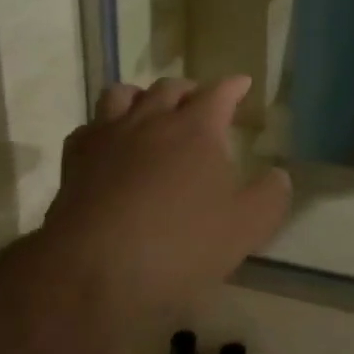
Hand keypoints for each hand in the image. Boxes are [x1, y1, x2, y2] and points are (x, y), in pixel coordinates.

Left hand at [40, 76, 290, 326]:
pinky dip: (103, 127)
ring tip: (149, 110)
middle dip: (189, 89)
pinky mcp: (75, 160)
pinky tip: (108, 144)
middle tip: (199, 100)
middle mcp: (150, 120)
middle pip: (169, 87)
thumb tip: (279, 175)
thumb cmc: (180, 244)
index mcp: (195, 129)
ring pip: (121, 95)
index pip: (218, 93)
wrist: (95, 269)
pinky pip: (88, 127)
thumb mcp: (245, 228)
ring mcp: (107, 137)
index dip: (233, 86)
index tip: (242, 83)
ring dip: (141, 96)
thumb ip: (270, 197)